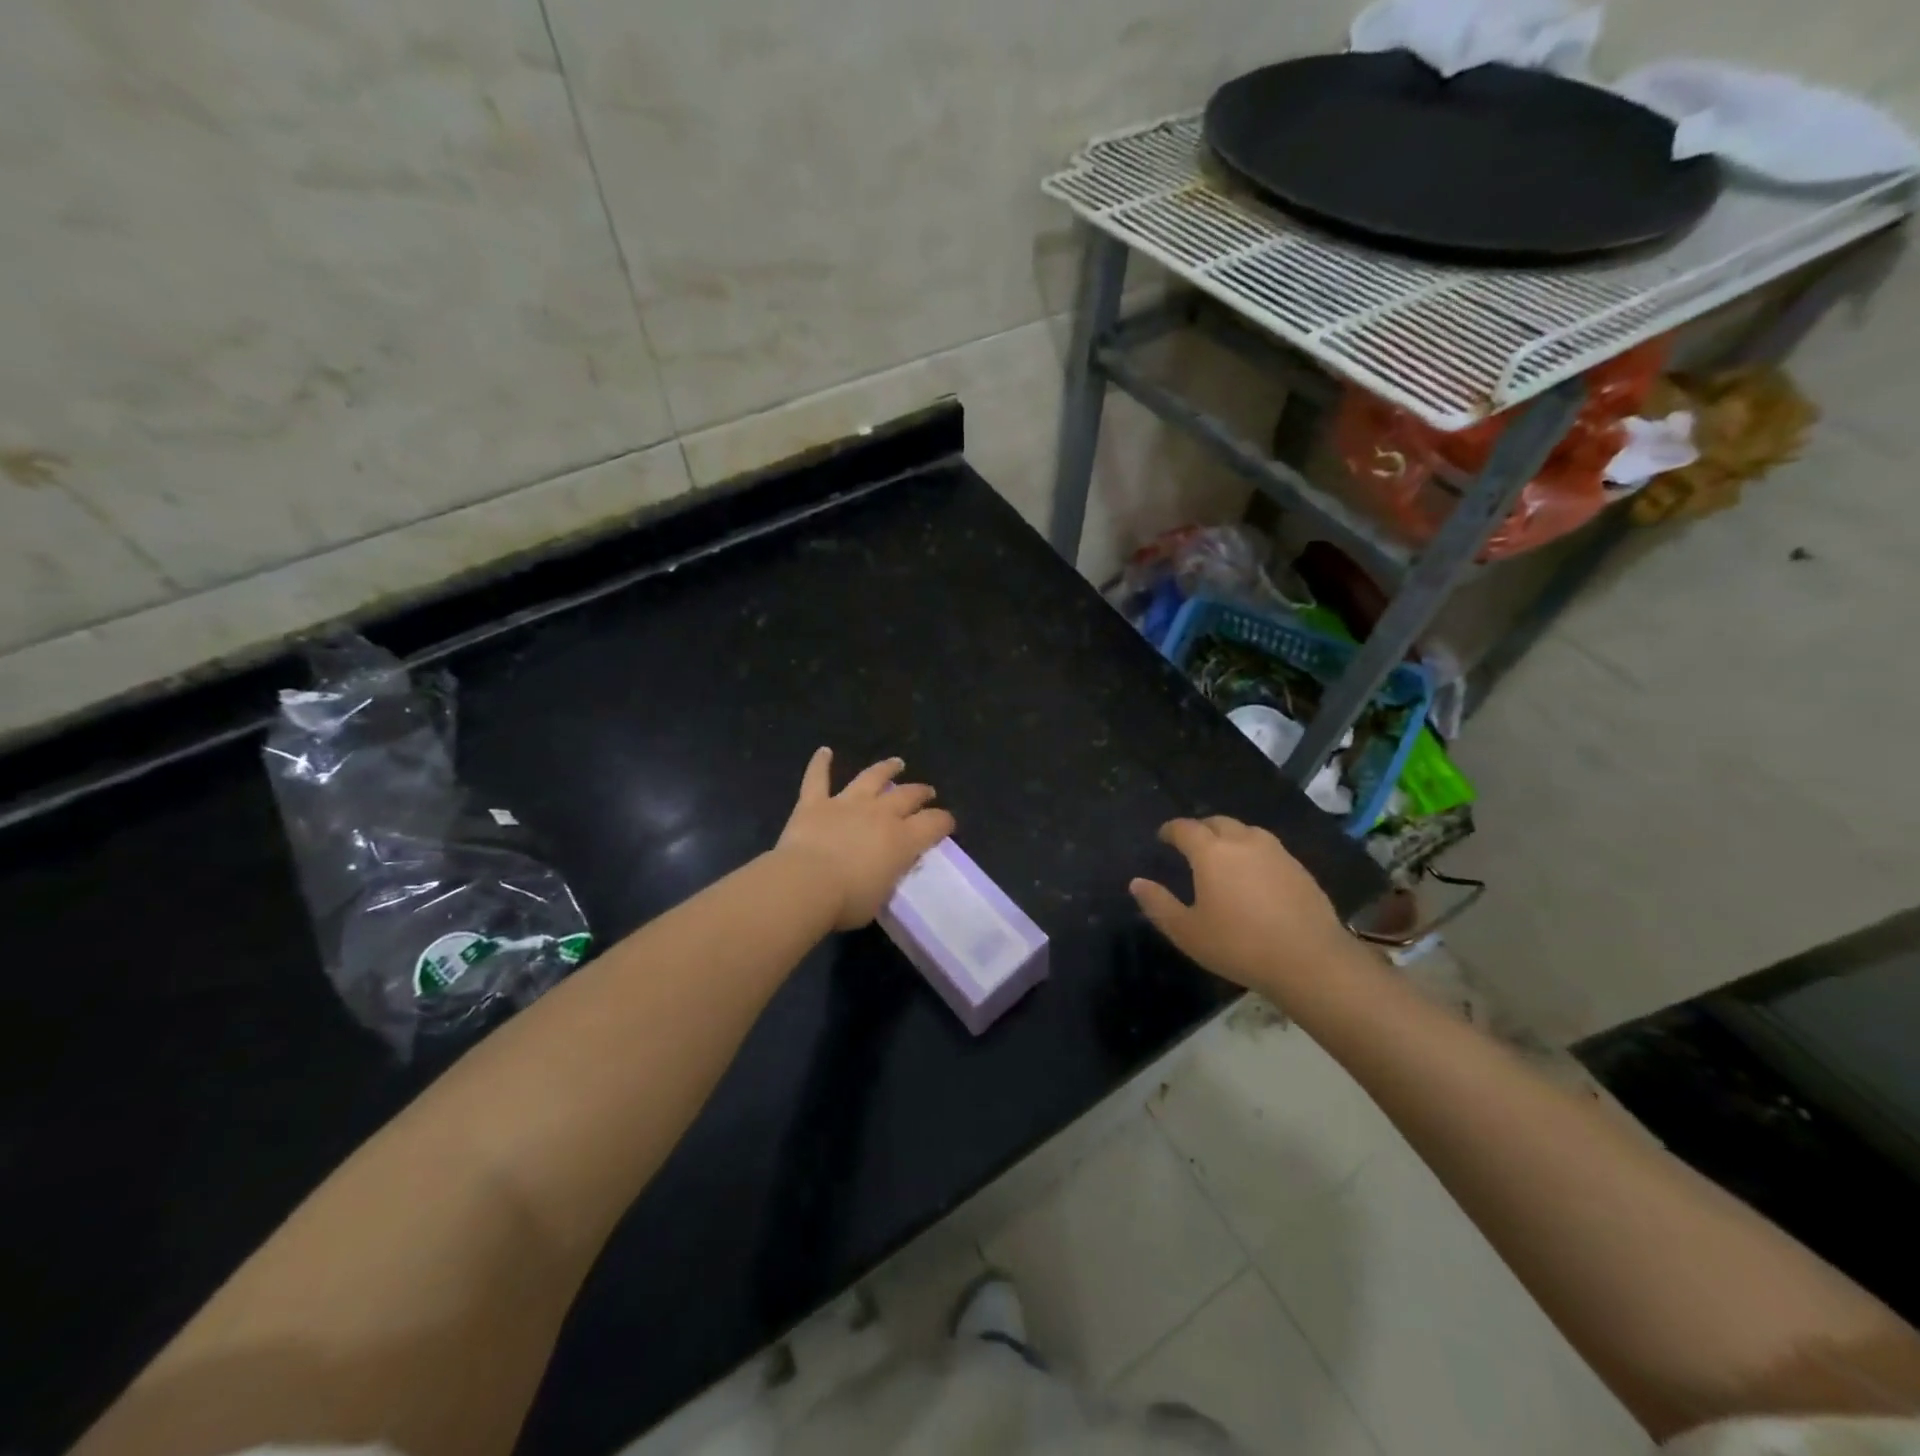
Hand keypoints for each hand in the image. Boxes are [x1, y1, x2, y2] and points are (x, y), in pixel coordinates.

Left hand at [775, 748, 956, 929]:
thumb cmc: (847, 901)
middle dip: (920, 792)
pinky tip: (823, 752)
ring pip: (871, 778)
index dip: (944, 821)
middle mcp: (879, 814)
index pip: (934, 823)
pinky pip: (817, 778)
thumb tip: (888, 869)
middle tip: (927, 792)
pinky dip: (820, 764)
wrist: (806, 884)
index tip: (947, 823)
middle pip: (907, 795)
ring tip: (896, 763)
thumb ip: (889, 876)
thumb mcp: (882, 896)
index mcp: (902, 839)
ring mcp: (846, 804)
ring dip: (885, 769)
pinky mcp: (815, 803)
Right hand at [1130, 816, 1358, 1002]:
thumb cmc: (1239, 945)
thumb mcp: (1187, 931)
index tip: (1163, 837)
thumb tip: (1136, 882)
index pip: (1185, 828)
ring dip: (1229, 836)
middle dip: (1200, 828)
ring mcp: (1276, 852)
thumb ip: (1158, 904)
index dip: (1170, 830)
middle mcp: (1243, 841)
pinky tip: (1255, 875)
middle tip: (1191, 844)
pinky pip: (1269, 849)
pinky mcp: (1299, 868)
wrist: (1309, 959)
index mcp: (1211, 852)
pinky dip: (1254, 853)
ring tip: (1223, 855)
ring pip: (1246, 831)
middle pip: (1217, 822)